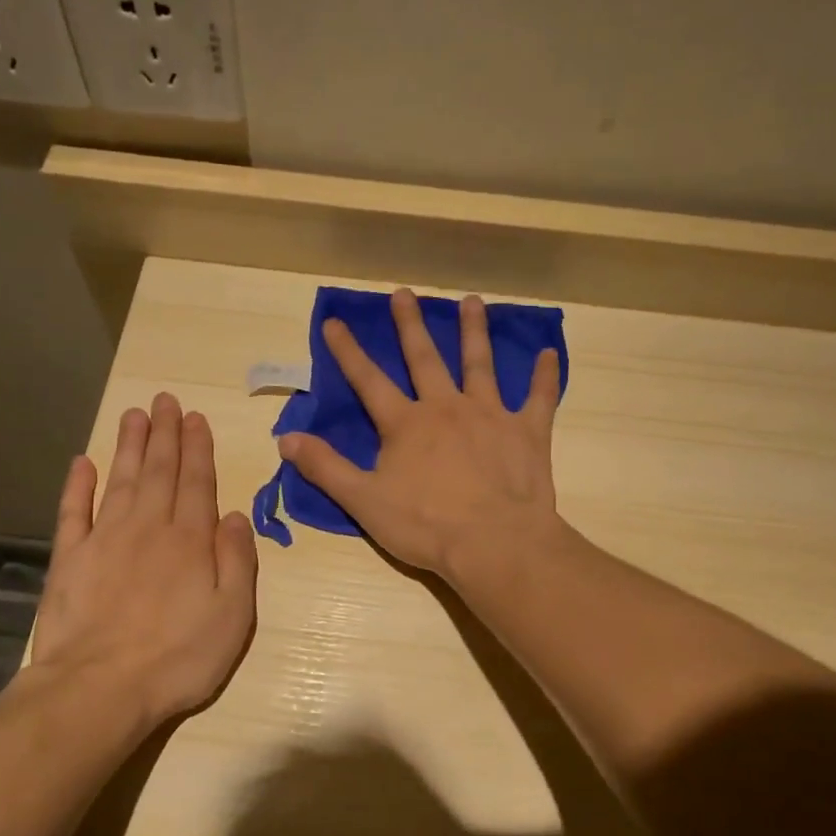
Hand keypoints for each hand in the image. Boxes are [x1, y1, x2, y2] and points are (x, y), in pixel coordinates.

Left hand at [28, 393, 257, 728]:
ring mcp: (105, 540)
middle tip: (164, 400)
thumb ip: (237, 561)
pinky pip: (74, 512)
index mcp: (190, 540)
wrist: (100, 689)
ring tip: (133, 414)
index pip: (197, 482)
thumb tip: (234, 515)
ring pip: (121, 480)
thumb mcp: (233, 615)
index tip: (195, 418)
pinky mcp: (70, 559)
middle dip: (164, 434)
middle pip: (159, 471)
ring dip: (129, 446)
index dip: (197, 448)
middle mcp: (149, 528)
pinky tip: (81, 463)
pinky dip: (77, 485)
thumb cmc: (179, 658)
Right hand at [278, 289, 563, 580]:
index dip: (348, 351)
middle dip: (411, 325)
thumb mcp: (363, 501)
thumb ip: (325, 467)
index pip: (369, 381)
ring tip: (472, 301)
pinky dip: (545, 377)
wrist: (495, 543)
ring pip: (480, 364)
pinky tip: (550, 354)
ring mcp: (490, 415)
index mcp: (406, 424)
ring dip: (475, 331)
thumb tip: (285, 438)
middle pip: (425, 358)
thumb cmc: (426, 525)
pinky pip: (539, 398)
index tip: (334, 321)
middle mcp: (446, 407)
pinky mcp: (527, 432)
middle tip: (405, 292)